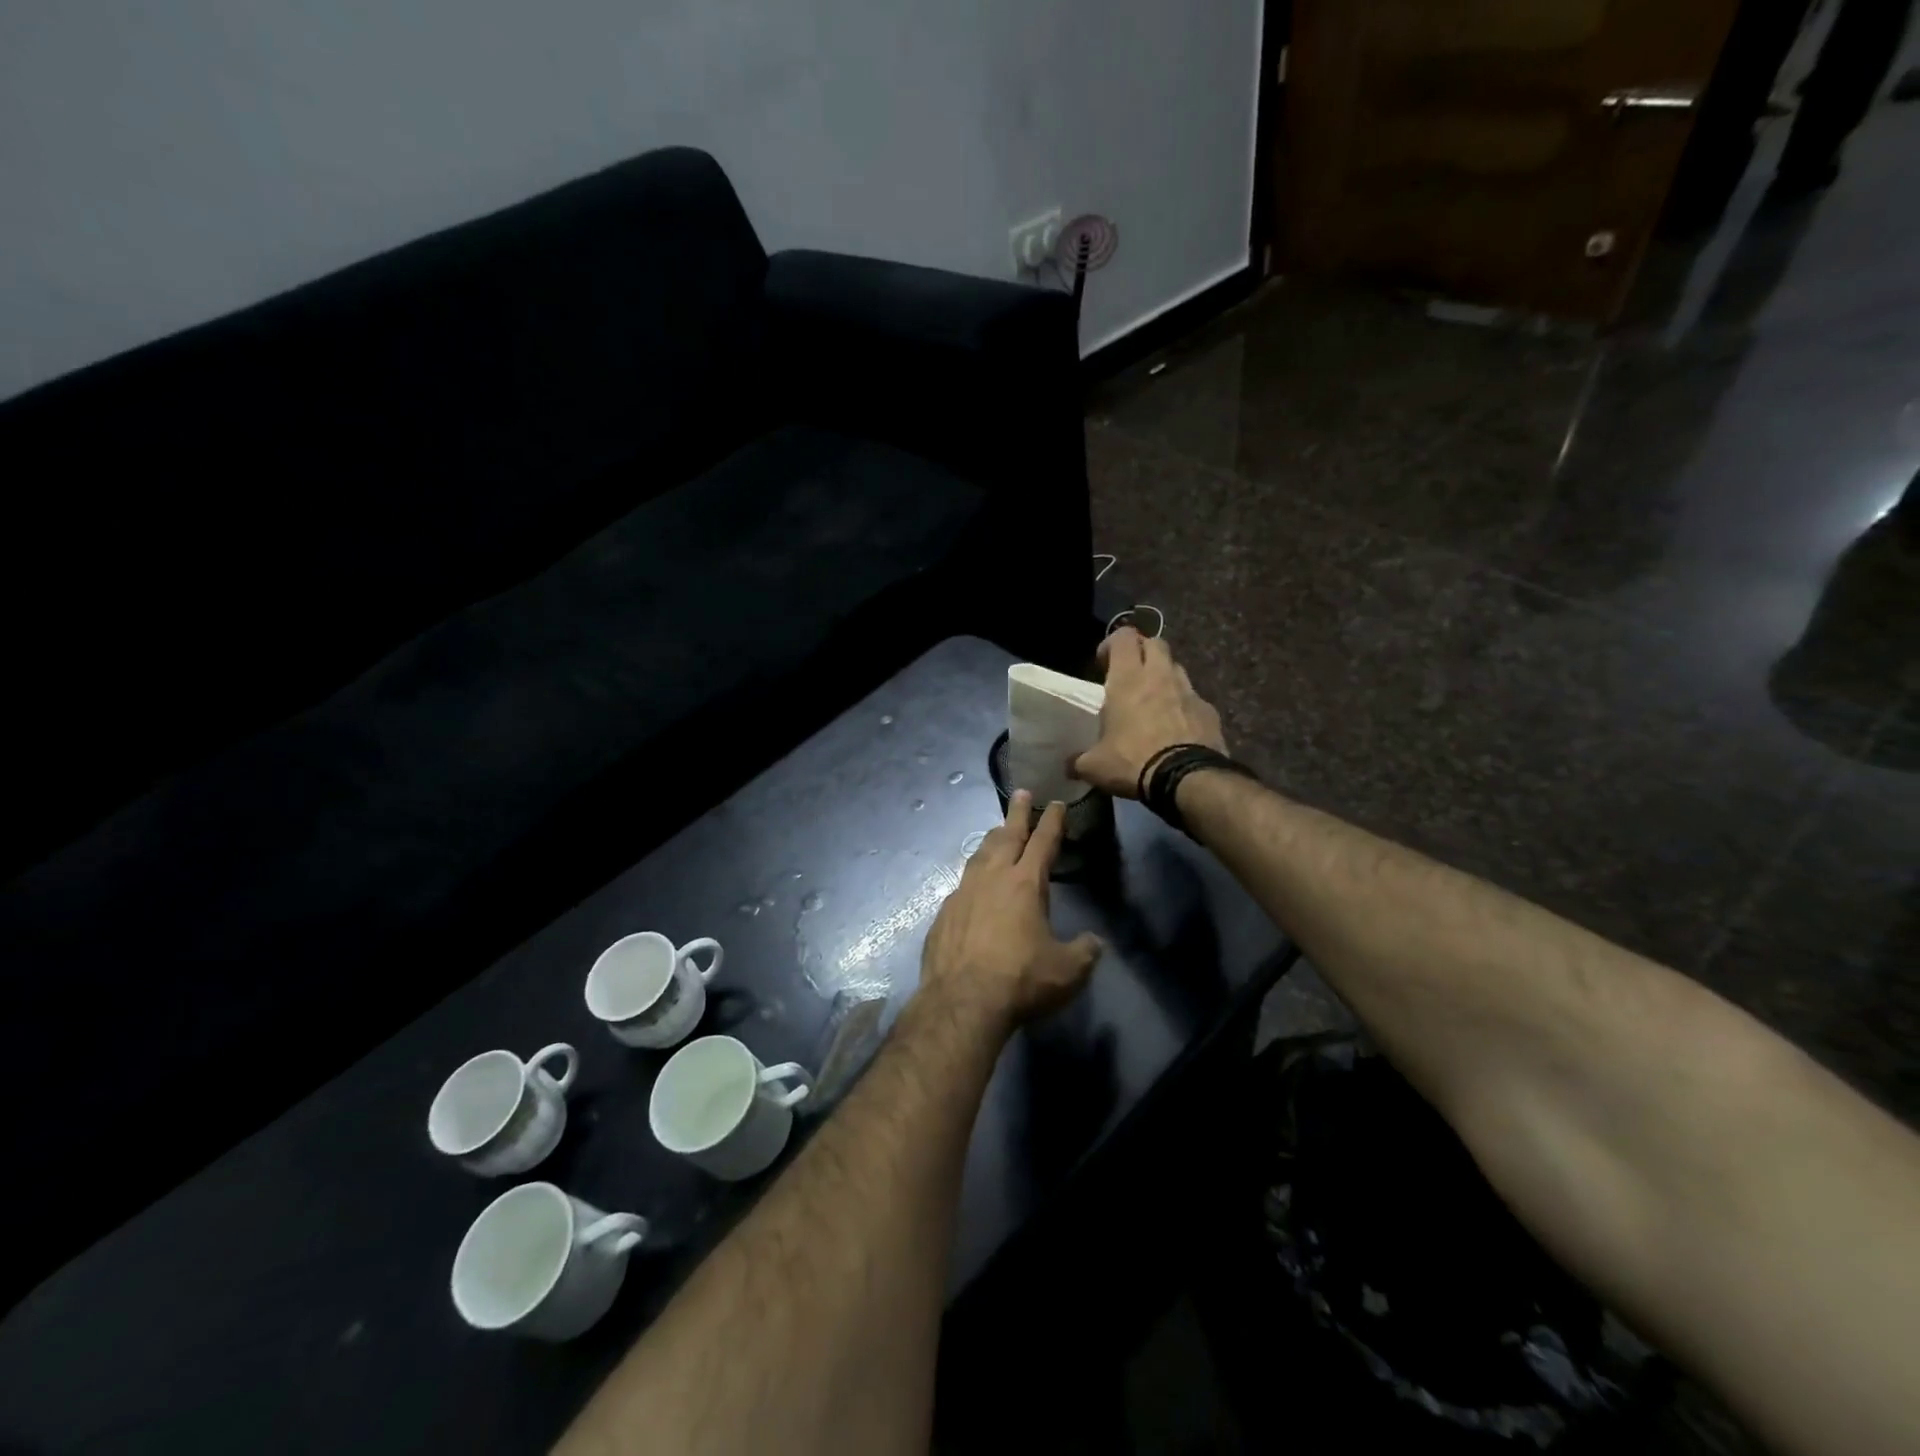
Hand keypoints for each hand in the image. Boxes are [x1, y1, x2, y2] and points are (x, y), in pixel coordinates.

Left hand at [919, 791, 1103, 1032]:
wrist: (962, 1001)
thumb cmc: (1021, 980)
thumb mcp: (1067, 971)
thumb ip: (1084, 951)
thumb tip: (1094, 943)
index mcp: (1026, 883)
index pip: (1043, 842)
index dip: (1053, 821)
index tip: (1057, 803)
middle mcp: (992, 878)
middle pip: (1006, 835)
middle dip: (1017, 813)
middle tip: (1020, 793)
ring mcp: (963, 893)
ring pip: (979, 855)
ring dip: (992, 840)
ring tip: (997, 833)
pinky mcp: (945, 913)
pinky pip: (962, 885)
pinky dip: (973, 877)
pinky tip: (973, 886)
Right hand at [1072, 628, 1225, 798]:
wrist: (1186, 779)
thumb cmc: (1132, 761)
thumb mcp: (1095, 766)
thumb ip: (1079, 761)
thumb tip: (1069, 766)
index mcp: (1128, 679)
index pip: (1123, 637)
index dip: (1112, 644)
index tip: (1103, 663)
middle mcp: (1160, 676)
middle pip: (1155, 643)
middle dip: (1142, 652)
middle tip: (1131, 674)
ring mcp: (1189, 691)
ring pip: (1176, 667)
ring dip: (1164, 676)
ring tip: (1154, 700)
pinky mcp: (1209, 710)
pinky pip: (1193, 698)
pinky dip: (1183, 705)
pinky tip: (1176, 726)